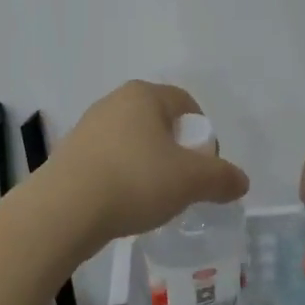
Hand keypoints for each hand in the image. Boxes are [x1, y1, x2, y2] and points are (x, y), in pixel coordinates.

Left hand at [52, 81, 249, 243]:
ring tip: (152, 199)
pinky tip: (123, 205)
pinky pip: (108, 162)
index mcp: (144, 94)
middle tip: (182, 184)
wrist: (64, 210)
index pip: (186, 104)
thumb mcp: (191, 181)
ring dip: (148, 167)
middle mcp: (113, 102)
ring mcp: (87, 128)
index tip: (204, 167)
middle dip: (175, 152)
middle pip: (158, 124)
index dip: (202, 135)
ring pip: (132, 144)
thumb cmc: (134, 180)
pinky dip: (122, 179)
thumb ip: (222, 178)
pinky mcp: (68, 155)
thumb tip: (241, 181)